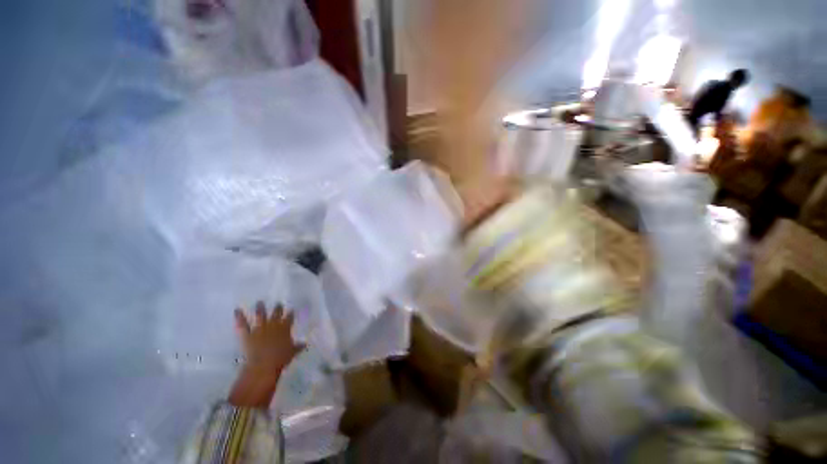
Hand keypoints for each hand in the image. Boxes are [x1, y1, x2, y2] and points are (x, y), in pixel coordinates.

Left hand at [228, 302, 304, 408]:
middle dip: (278, 308)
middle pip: (276, 313)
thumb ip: (298, 346)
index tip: (291, 310)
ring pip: (260, 315)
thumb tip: (305, 343)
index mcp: (285, 328)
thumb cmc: (281, 358)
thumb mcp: (292, 352)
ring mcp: (259, 328)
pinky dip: (239, 317)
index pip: (289, 317)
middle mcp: (273, 325)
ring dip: (260, 308)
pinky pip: (243, 325)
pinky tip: (237, 310)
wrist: (263, 365)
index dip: (290, 313)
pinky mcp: (247, 334)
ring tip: (260, 302)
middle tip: (278, 303)